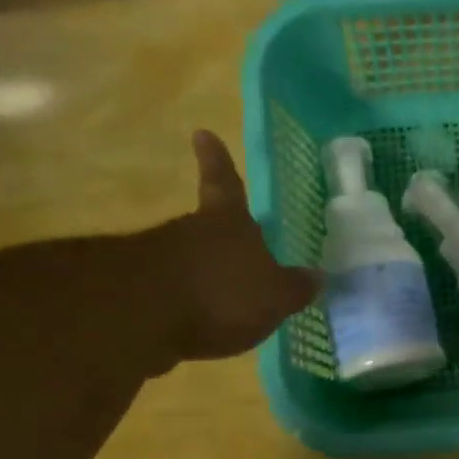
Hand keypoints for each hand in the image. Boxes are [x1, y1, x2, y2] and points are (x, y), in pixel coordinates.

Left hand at [147, 130, 319, 361]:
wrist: (146, 316)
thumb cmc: (223, 293)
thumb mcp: (274, 296)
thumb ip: (294, 287)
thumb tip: (317, 275)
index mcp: (229, 221)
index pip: (225, 183)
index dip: (217, 160)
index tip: (201, 133)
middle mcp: (192, 230)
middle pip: (207, 226)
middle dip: (220, 238)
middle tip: (238, 254)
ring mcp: (161, 257)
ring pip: (189, 259)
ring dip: (205, 275)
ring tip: (224, 303)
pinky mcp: (141, 291)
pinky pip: (175, 293)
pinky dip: (188, 305)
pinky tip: (200, 325)